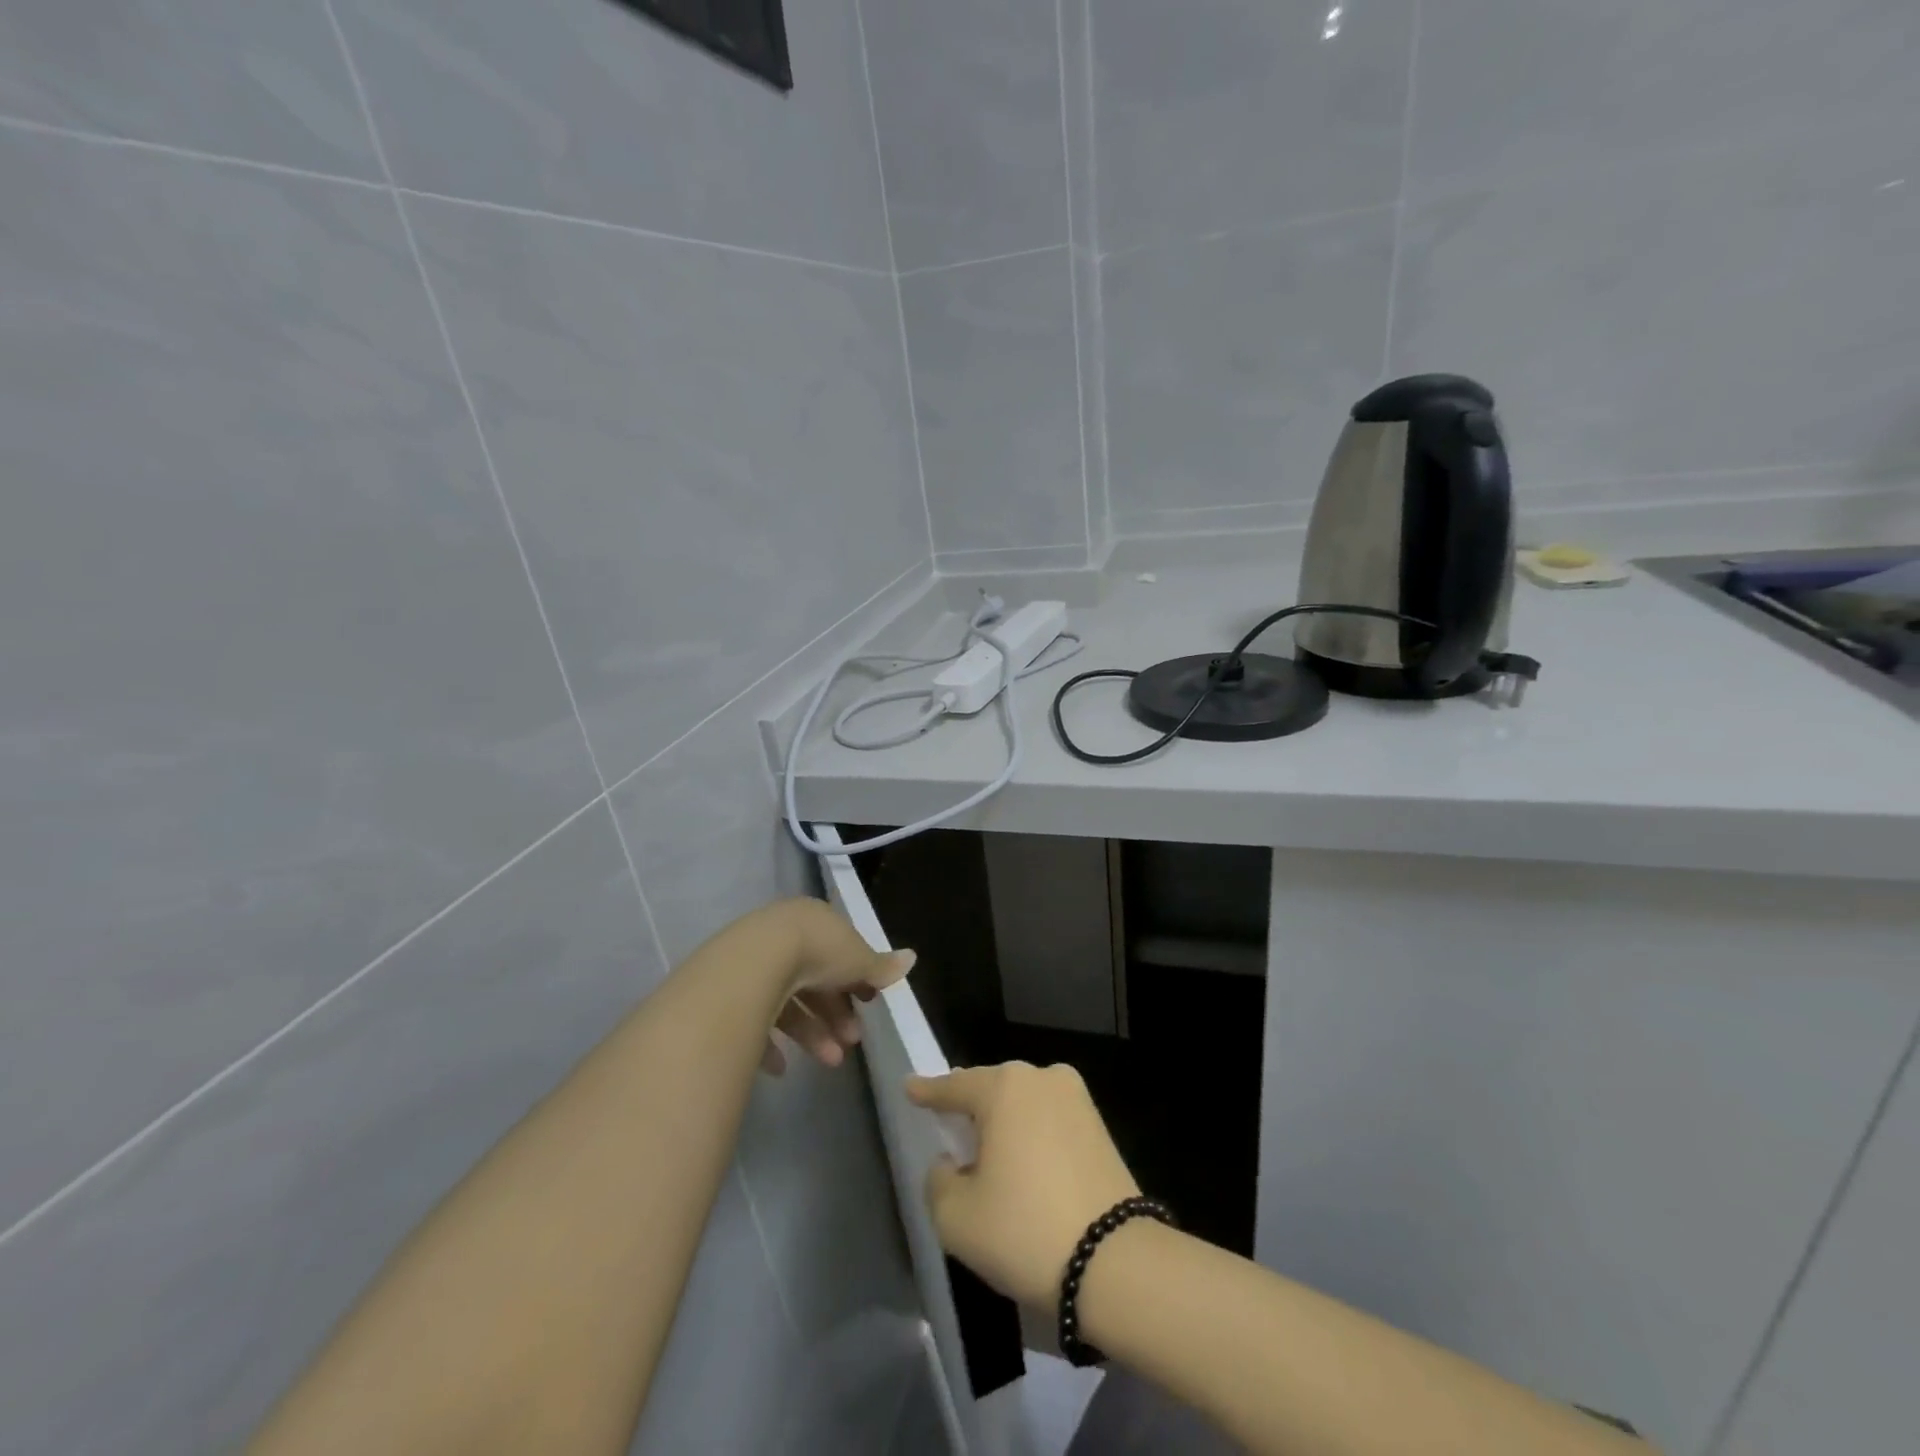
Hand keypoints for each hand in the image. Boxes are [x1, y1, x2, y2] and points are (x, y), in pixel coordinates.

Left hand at [748, 898, 914, 1076]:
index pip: (839, 950)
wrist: (755, 963)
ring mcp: (753, 964)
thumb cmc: (816, 953)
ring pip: (789, 1002)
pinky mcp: (730, 992)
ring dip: (813, 1034)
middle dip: (837, 1014)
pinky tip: (782, 1067)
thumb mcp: (858, 959)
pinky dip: (772, 1045)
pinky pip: (755, 1020)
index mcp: (814, 922)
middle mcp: (782, 937)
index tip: (869, 1003)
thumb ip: (881, 965)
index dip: (856, 977)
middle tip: (852, 1041)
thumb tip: (912, 957)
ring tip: (830, 1061)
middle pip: (814, 980)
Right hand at [908, 1062, 1139, 1311]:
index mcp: (1004, 1087)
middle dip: (970, 1109)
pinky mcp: (1099, 1126)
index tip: (910, 1087)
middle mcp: (1041, 1078)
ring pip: (1023, 1104)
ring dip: (1004, 1125)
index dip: (928, 1091)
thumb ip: (939, 1180)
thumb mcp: (956, 1217)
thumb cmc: (1025, 1231)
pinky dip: (1032, 1137)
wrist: (1116, 1263)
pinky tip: (1024, 1169)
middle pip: (991, 1090)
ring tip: (989, 1159)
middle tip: (951, 1134)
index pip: (954, 1085)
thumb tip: (953, 1163)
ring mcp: (1076, 1099)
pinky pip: (1050, 1121)